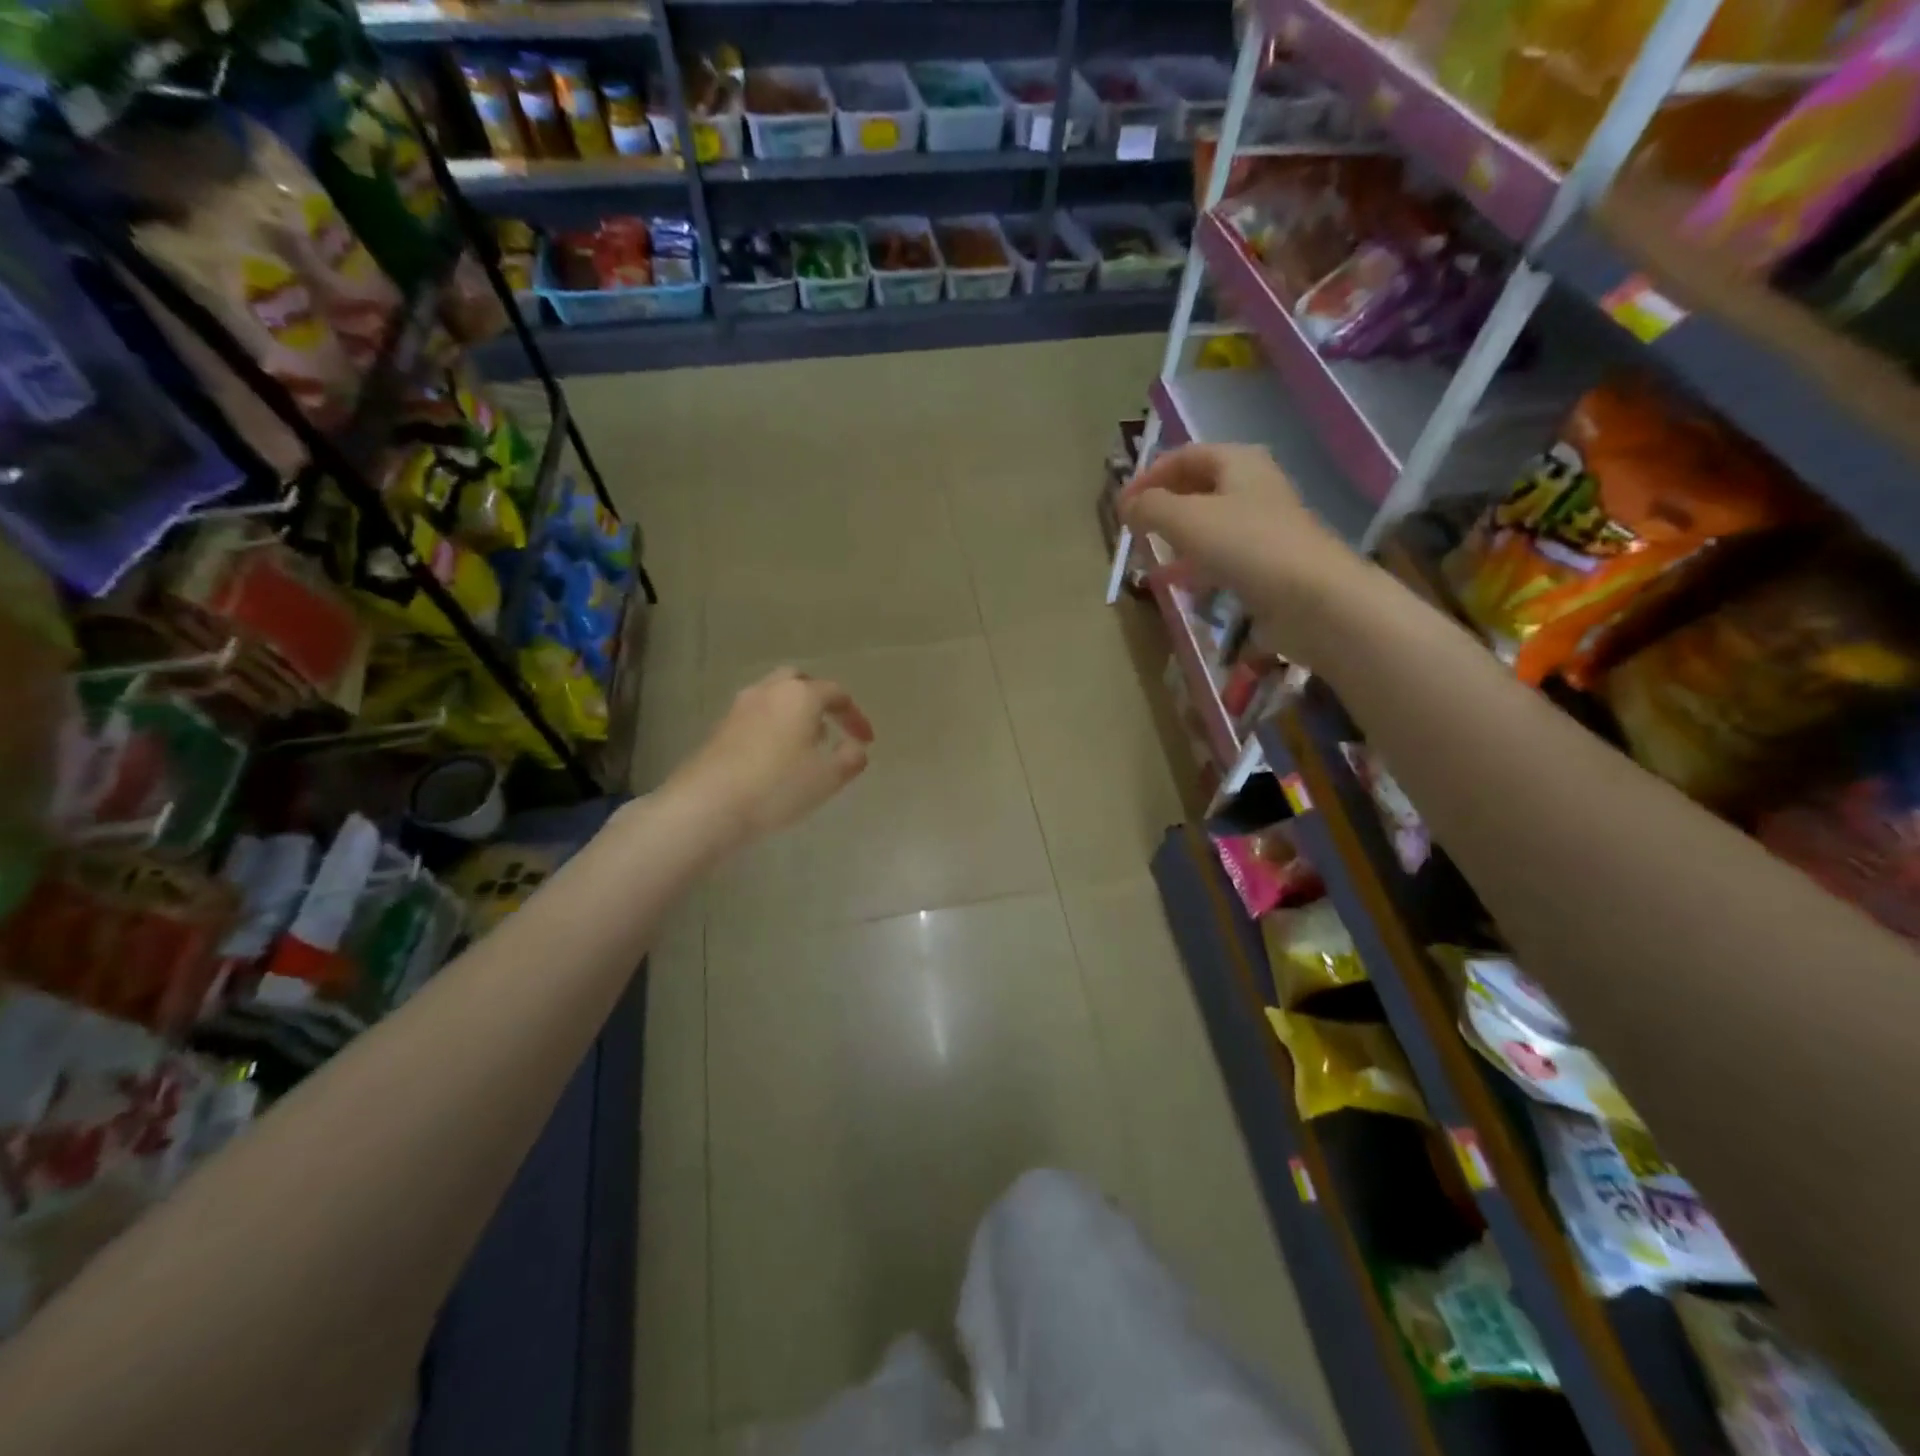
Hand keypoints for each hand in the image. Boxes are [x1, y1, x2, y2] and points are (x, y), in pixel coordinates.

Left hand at [668, 667, 874, 848]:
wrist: (707, 805)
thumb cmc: (777, 786)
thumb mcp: (828, 777)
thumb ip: (851, 758)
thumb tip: (856, 747)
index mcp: (800, 695)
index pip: (837, 693)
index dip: (855, 716)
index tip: (866, 740)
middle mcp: (769, 691)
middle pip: (799, 681)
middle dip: (819, 699)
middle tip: (832, 724)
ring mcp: (739, 708)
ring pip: (774, 697)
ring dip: (793, 712)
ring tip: (806, 743)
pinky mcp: (719, 729)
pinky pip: (755, 717)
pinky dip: (772, 726)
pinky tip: (776, 757)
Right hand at [1119, 443, 1364, 661]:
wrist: (1311, 599)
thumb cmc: (1245, 546)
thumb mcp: (1185, 519)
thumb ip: (1149, 508)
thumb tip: (1126, 506)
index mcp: (1239, 462)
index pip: (1184, 456)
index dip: (1148, 476)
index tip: (1120, 506)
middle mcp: (1253, 488)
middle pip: (1197, 489)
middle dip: (1162, 507)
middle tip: (1133, 530)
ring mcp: (1263, 529)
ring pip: (1208, 526)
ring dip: (1175, 539)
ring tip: (1146, 558)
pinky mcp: (1266, 566)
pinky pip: (1221, 558)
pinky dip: (1194, 566)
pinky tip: (1175, 584)